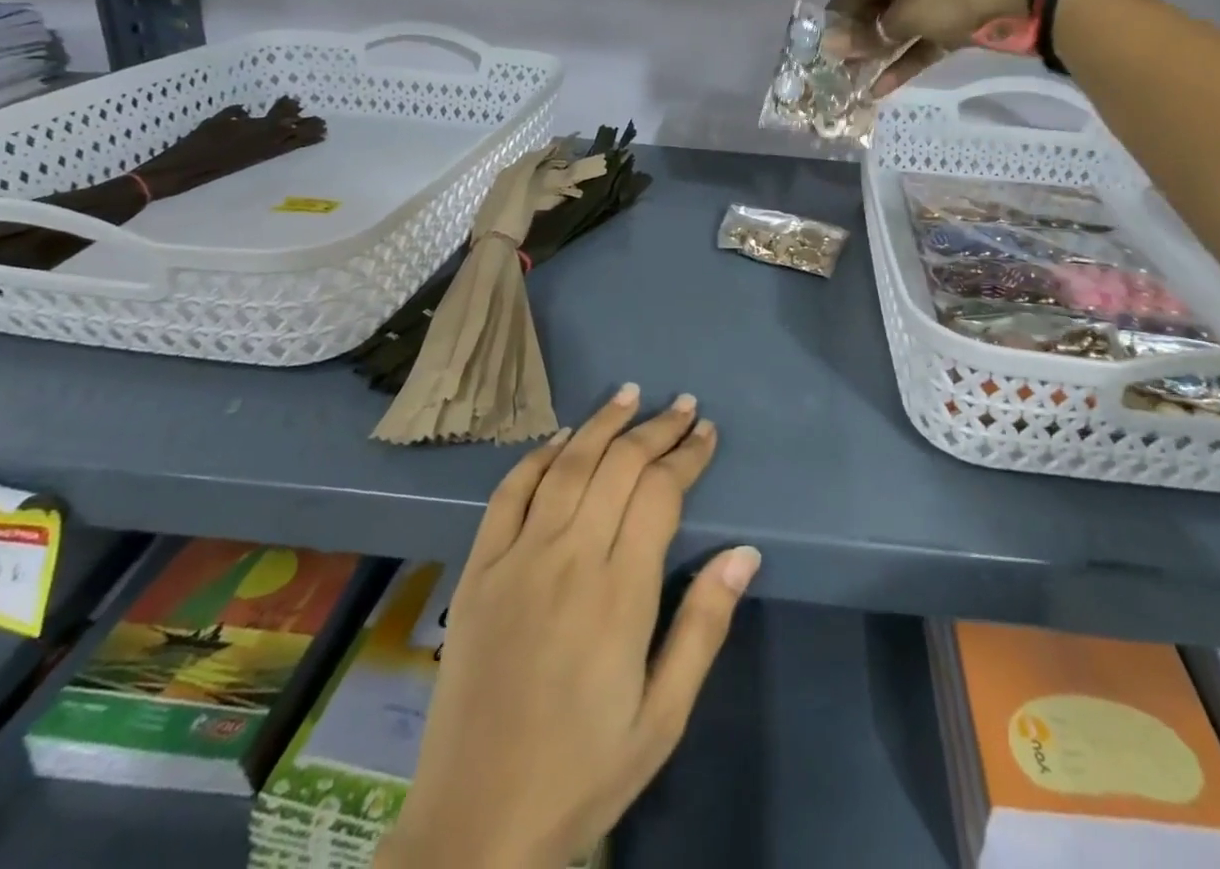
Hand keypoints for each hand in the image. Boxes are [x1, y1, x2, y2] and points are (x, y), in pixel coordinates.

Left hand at [381, 385, 758, 868]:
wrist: (475, 826)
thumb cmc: (583, 772)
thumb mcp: (663, 717)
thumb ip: (703, 627)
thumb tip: (744, 553)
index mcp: (620, 592)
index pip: (661, 493)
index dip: (687, 454)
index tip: (706, 432)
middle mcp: (569, 557)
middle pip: (618, 466)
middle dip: (655, 428)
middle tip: (682, 405)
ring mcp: (517, 558)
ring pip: (566, 465)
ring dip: (601, 424)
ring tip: (629, 394)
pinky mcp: (478, 569)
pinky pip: (508, 494)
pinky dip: (536, 457)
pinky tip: (560, 438)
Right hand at [828, 0, 1044, 94]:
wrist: (1023, 3)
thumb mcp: (907, 13)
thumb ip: (869, 32)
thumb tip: (831, 46)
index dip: (841, 9)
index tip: (821, 36)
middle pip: (882, 5)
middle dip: (859, 35)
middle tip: (836, 62)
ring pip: (902, 27)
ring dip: (879, 52)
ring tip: (853, 78)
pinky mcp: (959, 23)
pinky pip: (923, 42)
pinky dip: (905, 61)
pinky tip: (881, 87)